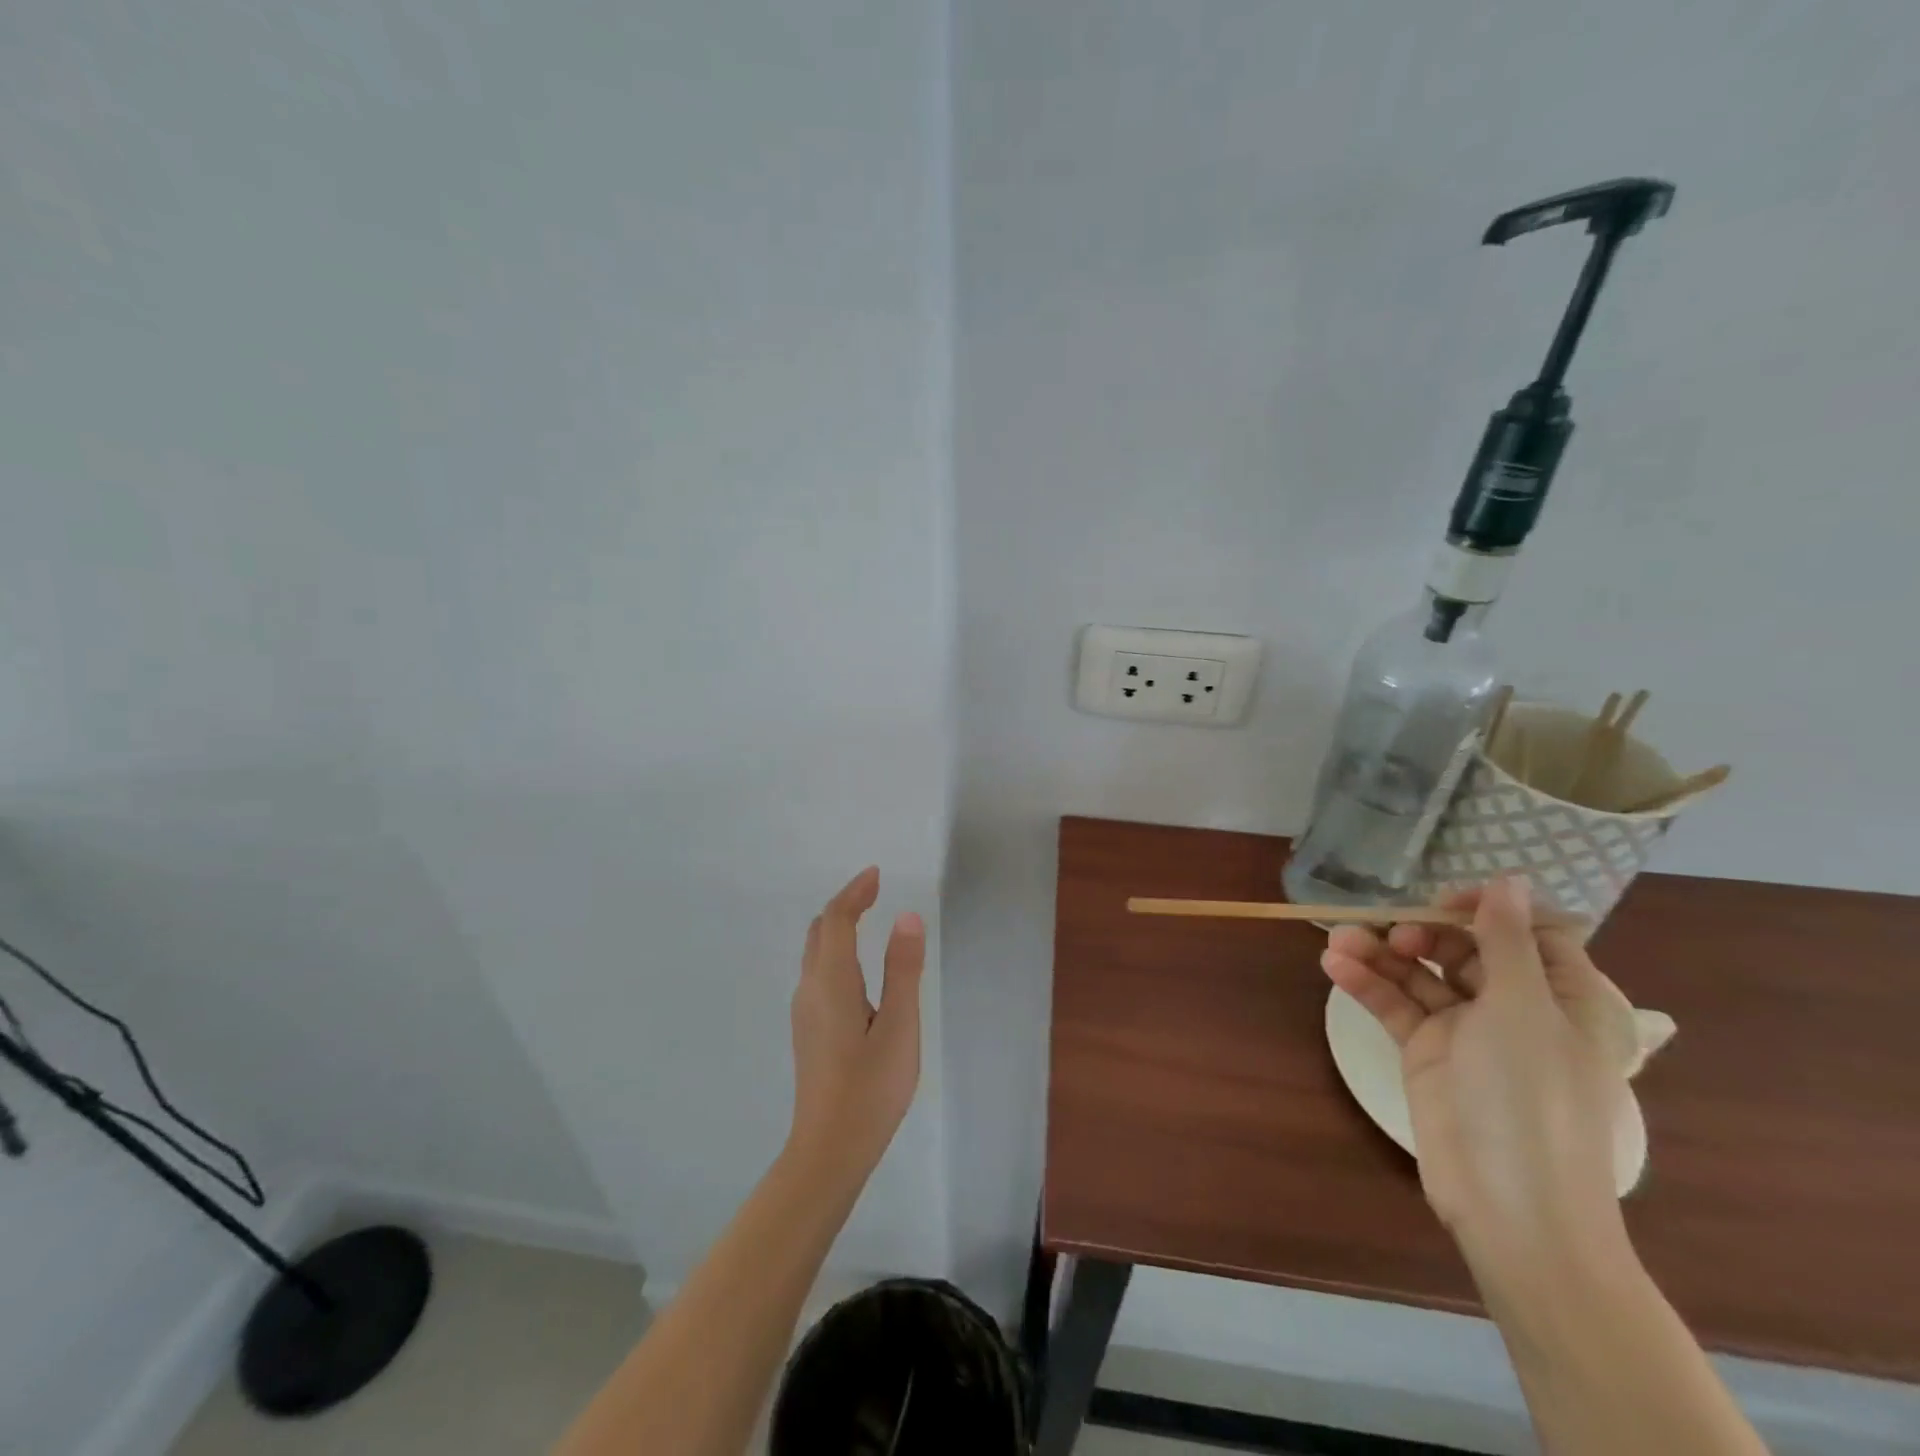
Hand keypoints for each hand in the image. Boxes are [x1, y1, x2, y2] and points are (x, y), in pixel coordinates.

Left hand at [787, 867, 924, 1179]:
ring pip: (814, 952)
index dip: (854, 892)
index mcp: (831, 981)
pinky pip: (817, 971)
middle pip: (819, 930)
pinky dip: (834, 950)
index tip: (876, 874)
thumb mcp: (899, 1026)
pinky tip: (856, 967)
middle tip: (874, 891)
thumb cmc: (870, 1087)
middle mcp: (810, 988)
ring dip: (837, 927)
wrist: (828, 1150)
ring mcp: (804, 1011)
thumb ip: (902, 969)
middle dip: (844, 904)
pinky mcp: (808, 1030)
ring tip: (867, 919)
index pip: (836, 920)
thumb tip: (907, 916)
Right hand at [1319, 878, 1630, 1280]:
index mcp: (1563, 997)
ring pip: (1420, 975)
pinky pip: (1396, 1006)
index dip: (1487, 911)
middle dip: (1420, 931)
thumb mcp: (1522, 1008)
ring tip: (1337, 941)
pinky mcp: (1428, 1053)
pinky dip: (1367, 985)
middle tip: (1389, 932)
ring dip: (1380, 955)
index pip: (1528, 933)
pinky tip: (1335, 966)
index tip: (1442, 901)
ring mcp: (1468, 1031)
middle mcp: (1517, 1008)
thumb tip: (1511, 879)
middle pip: (1464, 949)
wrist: (1511, 1206)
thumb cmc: (1532, 1098)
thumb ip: (1506, 941)